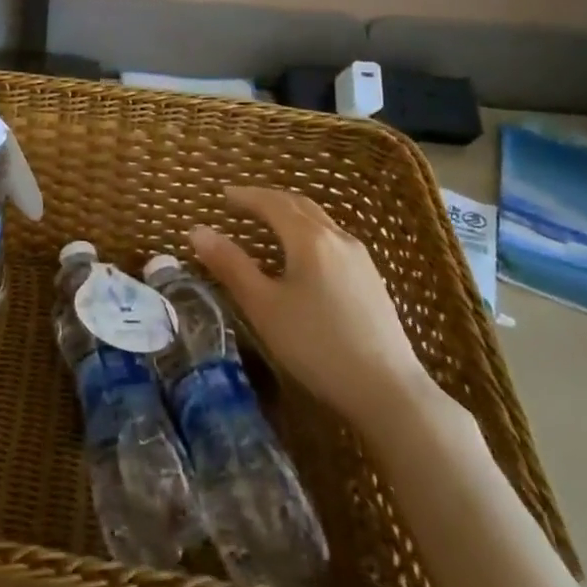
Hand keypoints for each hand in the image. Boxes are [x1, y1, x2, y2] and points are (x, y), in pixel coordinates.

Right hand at [190, 187, 435, 420]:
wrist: (389, 391)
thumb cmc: (317, 345)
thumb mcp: (264, 306)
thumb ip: (230, 265)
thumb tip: (196, 231)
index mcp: (309, 238)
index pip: (272, 202)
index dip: (246, 196)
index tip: (223, 194)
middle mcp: (337, 238)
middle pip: (299, 205)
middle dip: (268, 200)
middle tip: (242, 203)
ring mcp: (360, 258)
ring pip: (319, 221)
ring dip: (290, 215)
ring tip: (268, 225)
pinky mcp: (371, 280)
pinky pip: (332, 240)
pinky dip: (308, 233)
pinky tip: (302, 257)